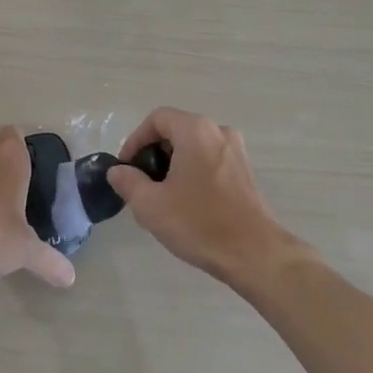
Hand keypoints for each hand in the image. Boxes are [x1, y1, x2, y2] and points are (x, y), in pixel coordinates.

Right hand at [107, 108, 306, 288]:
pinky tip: (187, 204)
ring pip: (194, 147)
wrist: (254, 253)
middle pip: (176, 131)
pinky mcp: (245, 172)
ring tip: (161, 197)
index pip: (157, 119)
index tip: (126, 168)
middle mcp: (218, 131)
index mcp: (195, 130)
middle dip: (153, 154)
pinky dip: (193, 173)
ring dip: (173, 165)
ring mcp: (236, 151)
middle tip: (141, 184)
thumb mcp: (150, 205)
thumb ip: (128, 182)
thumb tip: (118, 171)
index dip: (135, 140)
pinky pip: (210, 161)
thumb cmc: (199, 223)